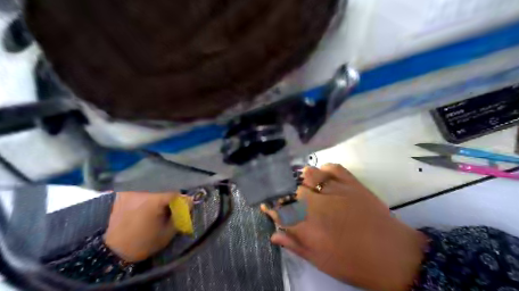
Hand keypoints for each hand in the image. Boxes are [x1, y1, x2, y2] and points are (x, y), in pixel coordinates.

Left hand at [103, 192, 189, 262]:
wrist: (112, 252)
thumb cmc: (143, 244)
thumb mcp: (167, 233)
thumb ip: (180, 215)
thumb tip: (189, 202)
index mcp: (154, 200)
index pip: (175, 194)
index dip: (182, 201)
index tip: (184, 208)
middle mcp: (141, 192)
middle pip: (163, 191)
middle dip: (170, 199)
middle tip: (172, 209)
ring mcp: (130, 193)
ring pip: (151, 191)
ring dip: (158, 198)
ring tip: (158, 210)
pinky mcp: (122, 196)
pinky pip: (140, 193)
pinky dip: (146, 198)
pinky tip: (145, 209)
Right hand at [262, 163, 426, 290]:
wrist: (393, 255)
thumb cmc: (353, 263)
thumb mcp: (320, 260)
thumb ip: (295, 244)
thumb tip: (274, 234)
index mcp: (308, 227)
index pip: (279, 210)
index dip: (271, 206)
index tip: (268, 205)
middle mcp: (317, 205)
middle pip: (292, 190)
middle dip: (287, 196)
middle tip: (292, 202)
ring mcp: (336, 190)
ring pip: (309, 174)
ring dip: (304, 180)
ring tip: (308, 188)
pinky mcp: (352, 183)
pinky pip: (332, 167)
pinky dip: (325, 170)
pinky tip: (324, 178)